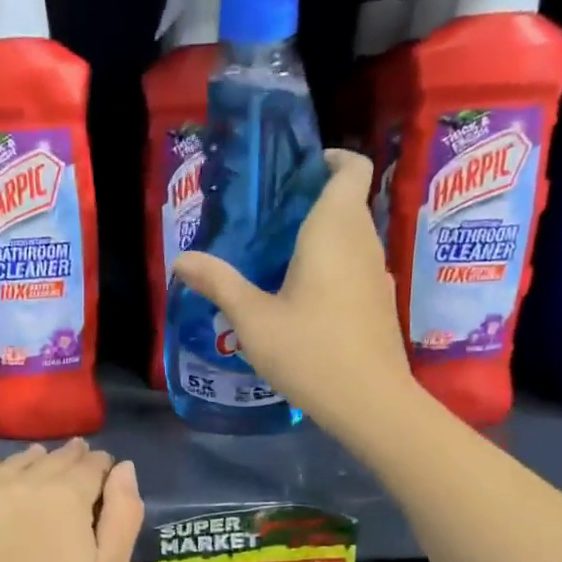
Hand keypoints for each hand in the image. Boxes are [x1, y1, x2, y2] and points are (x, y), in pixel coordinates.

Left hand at [0, 440, 143, 561]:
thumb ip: (124, 513)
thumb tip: (124, 467)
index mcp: (65, 496)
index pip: (91, 464)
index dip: (102, 468)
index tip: (105, 477)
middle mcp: (20, 483)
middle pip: (53, 459)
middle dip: (71, 463)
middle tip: (78, 473)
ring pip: (15, 462)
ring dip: (33, 465)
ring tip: (41, 477)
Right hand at [172, 148, 417, 437]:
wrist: (369, 402)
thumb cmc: (309, 351)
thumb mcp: (252, 319)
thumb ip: (219, 283)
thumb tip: (181, 259)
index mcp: (334, 231)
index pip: (352, 169)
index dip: (331, 159)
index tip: (298, 171)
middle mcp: (363, 243)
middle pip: (348, 203)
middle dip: (313, 202)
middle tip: (268, 222)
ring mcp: (377, 274)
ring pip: (353, 237)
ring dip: (322, 238)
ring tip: (278, 260)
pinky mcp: (380, 303)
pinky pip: (356, 267)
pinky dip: (332, 267)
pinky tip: (303, 300)